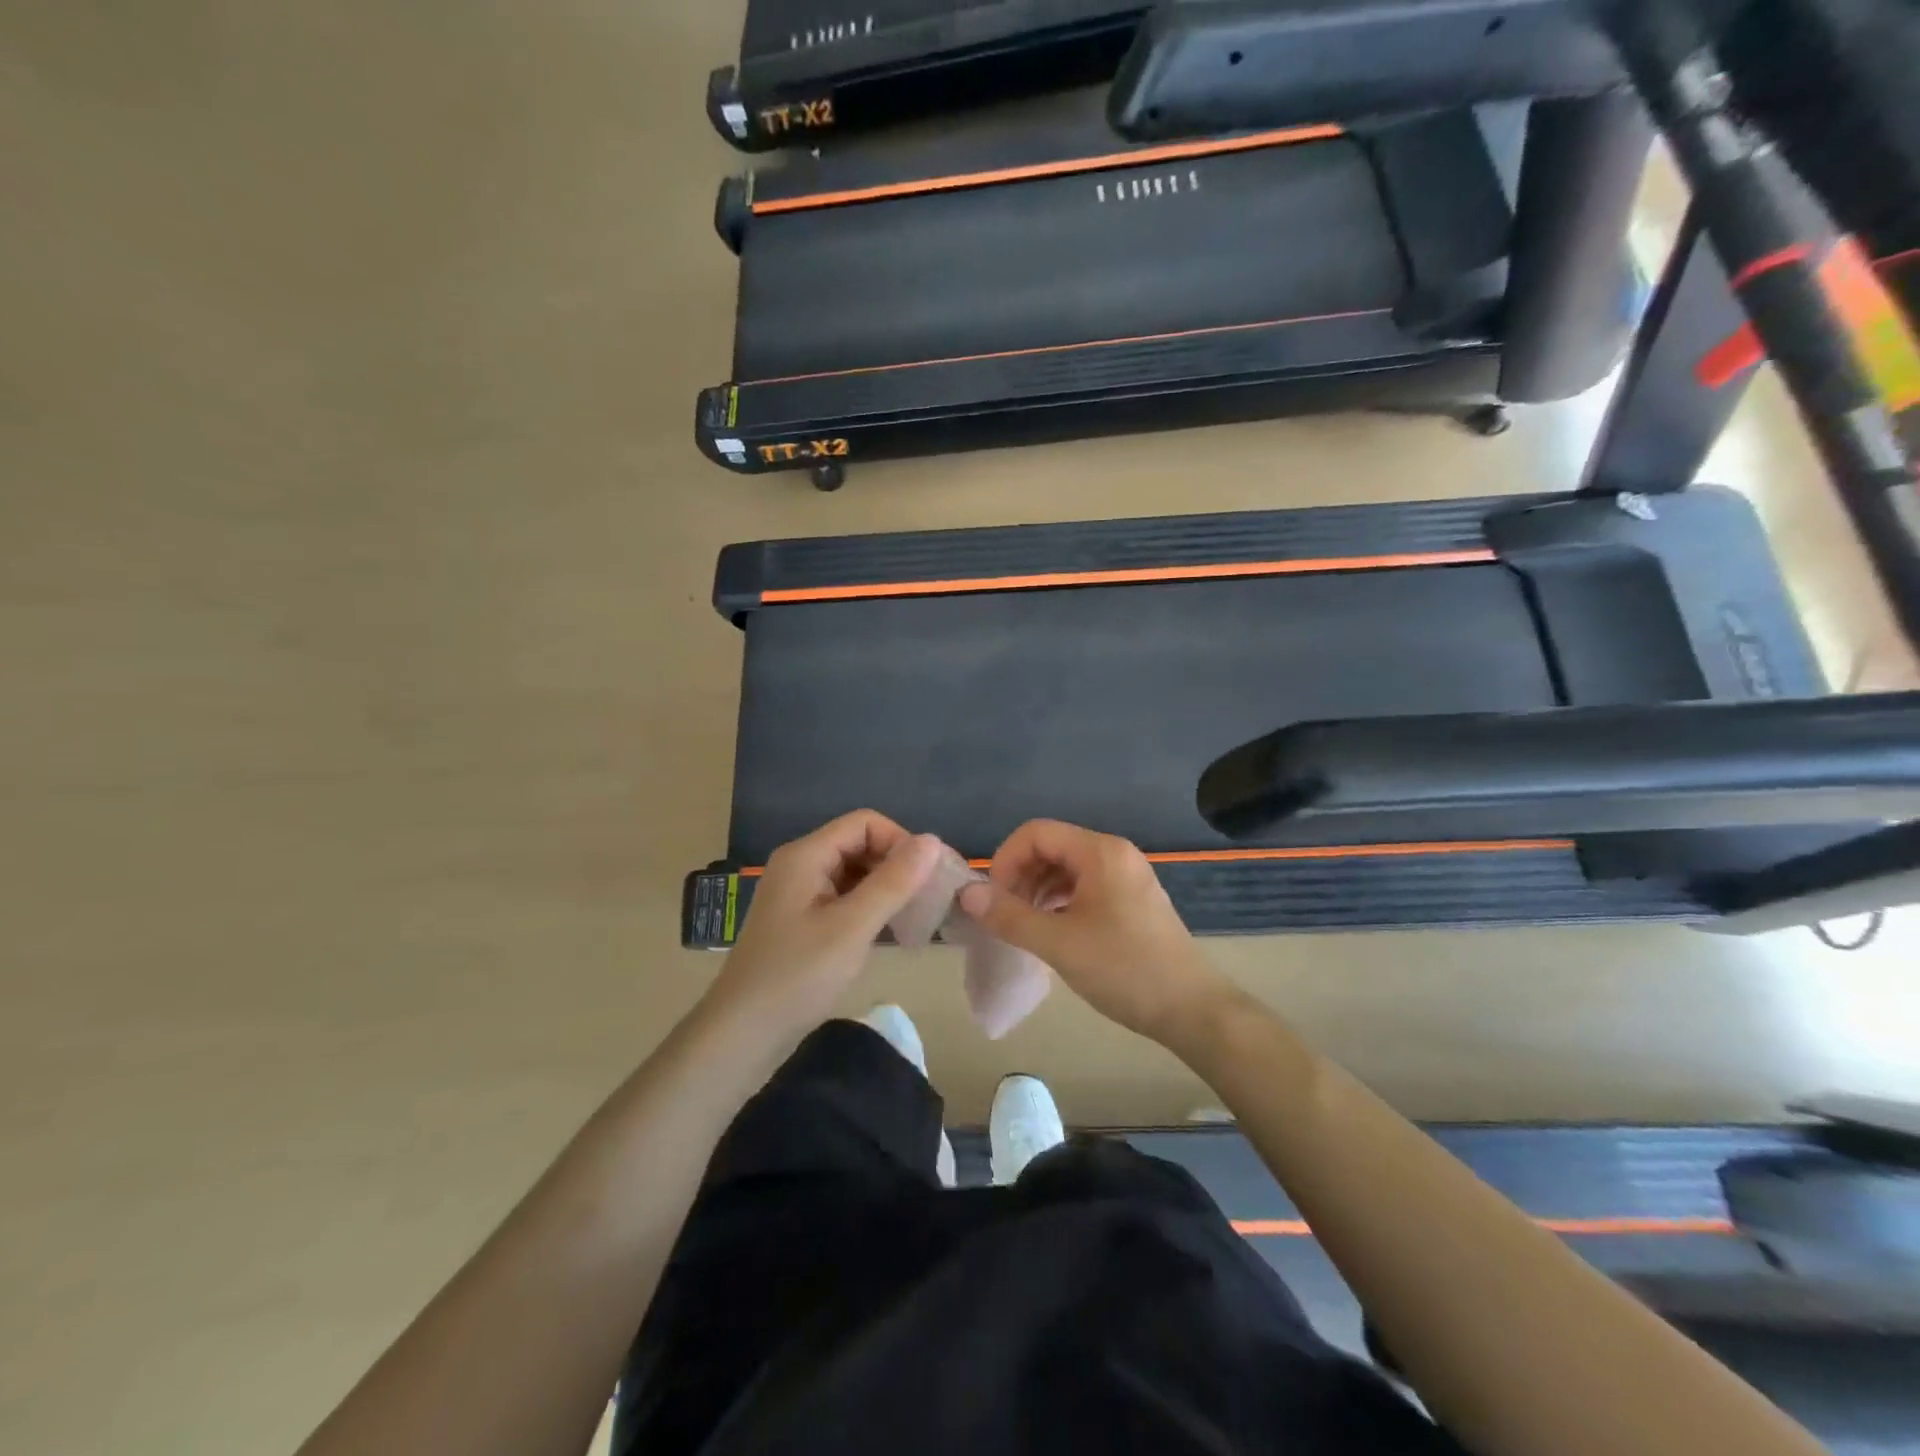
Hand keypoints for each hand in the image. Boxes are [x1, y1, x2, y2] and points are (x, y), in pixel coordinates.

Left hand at [704, 811, 939, 1047]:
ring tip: (915, 918)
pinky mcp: (802, 920)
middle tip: (928, 900)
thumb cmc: (797, 976)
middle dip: (896, 865)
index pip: (865, 823)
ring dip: (885, 888)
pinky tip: (889, 932)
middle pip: (859, 844)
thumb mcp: (852, 927)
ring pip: (854, 872)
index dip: (900, 841)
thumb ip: (893, 882)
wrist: (742, 1034)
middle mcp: (800, 865)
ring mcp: (799, 893)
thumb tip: (933, 840)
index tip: (927, 877)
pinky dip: (869, 907)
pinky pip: (844, 897)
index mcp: (806, 855)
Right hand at [957, 819, 1238, 1049]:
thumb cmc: (1124, 969)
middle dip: (1019, 876)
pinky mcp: (1131, 900)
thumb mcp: (1058, 943)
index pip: (1036, 833)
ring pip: (1066, 868)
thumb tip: (966, 893)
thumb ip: (1009, 916)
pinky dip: (1059, 902)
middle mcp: (1114, 854)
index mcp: (1100, 852)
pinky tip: (1051, 931)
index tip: (992, 899)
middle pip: (1051, 847)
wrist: (1191, 1010)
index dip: (1005, 860)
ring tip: (1023, 926)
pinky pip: (1084, 887)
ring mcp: (1126, 877)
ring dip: (1037, 890)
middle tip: (1003, 916)